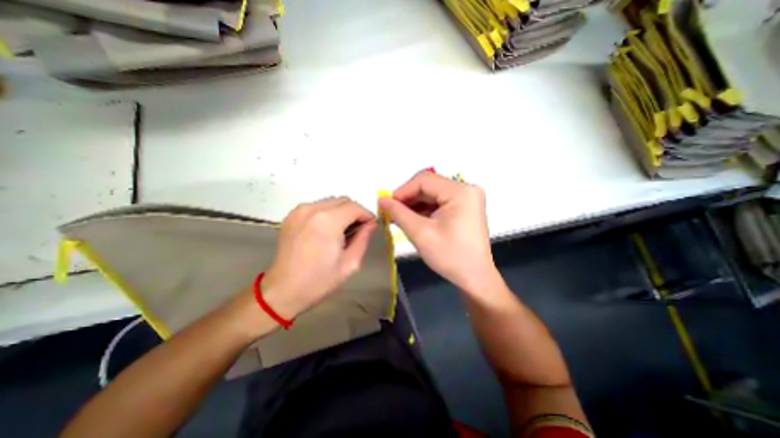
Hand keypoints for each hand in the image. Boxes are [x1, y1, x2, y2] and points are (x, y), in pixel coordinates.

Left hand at [260, 196, 376, 317]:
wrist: (283, 290)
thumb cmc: (320, 280)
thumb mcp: (350, 263)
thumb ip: (363, 239)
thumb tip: (371, 224)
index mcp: (328, 221)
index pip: (354, 207)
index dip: (366, 215)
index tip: (370, 226)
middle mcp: (312, 209)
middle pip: (343, 200)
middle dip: (354, 212)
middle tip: (358, 230)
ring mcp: (299, 211)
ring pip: (330, 202)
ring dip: (341, 212)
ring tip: (342, 231)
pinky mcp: (291, 215)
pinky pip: (317, 207)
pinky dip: (327, 213)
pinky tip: (327, 231)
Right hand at [380, 171, 498, 293]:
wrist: (474, 277)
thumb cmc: (450, 256)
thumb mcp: (420, 233)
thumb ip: (398, 213)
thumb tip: (382, 200)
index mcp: (460, 192)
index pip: (424, 180)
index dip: (402, 191)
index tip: (386, 205)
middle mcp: (467, 188)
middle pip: (429, 185)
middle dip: (408, 199)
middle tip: (391, 213)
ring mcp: (468, 197)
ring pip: (432, 193)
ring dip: (415, 204)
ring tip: (400, 218)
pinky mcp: (466, 206)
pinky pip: (440, 201)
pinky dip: (425, 209)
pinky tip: (414, 220)